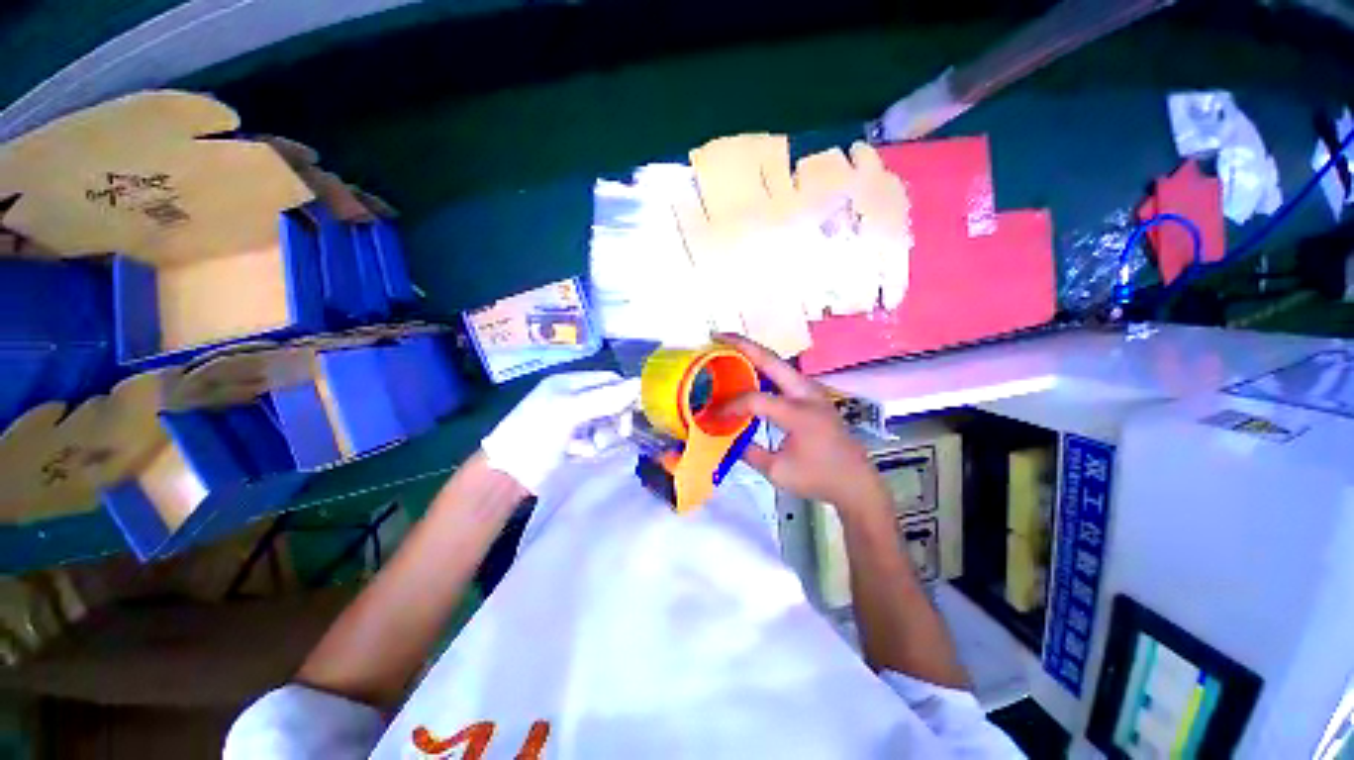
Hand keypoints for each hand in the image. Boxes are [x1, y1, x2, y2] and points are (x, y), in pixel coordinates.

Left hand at [481, 371, 640, 493]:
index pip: (607, 379)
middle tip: (622, 433)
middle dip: (616, 415)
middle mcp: (569, 397)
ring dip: (605, 433)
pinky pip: (593, 437)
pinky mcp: (568, 441)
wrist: (507, 476)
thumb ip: (604, 398)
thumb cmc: (536, 435)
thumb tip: (639, 383)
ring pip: (602, 420)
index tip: (637, 411)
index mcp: (568, 383)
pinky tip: (584, 453)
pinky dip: (593, 445)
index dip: (624, 392)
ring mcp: (568, 420)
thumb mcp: (569, 412)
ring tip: (596, 446)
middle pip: (607, 399)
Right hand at [715, 334, 889, 515]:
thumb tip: (725, 436)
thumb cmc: (818, 478)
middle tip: (718, 336)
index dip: (731, 405)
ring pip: (779, 363)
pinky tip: (751, 369)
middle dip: (743, 345)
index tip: (714, 414)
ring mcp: (813, 391)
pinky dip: (765, 366)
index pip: (756, 400)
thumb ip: (748, 451)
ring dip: (755, 352)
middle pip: (772, 360)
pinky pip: (785, 373)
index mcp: (799, 414)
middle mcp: (807, 394)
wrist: (856, 482)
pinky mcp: (814, 395)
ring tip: (730, 346)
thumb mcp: (777, 471)